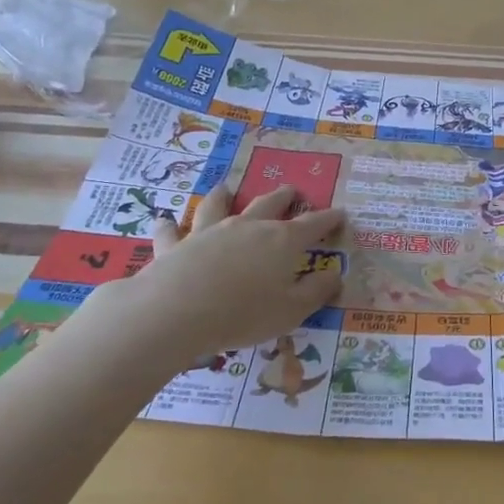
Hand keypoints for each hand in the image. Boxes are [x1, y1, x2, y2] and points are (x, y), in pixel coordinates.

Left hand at [97, 184, 347, 364]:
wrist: (177, 311)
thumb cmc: (243, 314)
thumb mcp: (291, 311)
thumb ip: (316, 291)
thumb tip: (335, 274)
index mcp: (281, 241)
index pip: (312, 225)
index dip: (328, 219)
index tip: (339, 213)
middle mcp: (246, 227)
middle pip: (268, 204)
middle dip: (283, 197)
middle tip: (291, 191)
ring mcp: (208, 231)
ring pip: (217, 206)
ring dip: (223, 196)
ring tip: (225, 189)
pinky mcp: (176, 245)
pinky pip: (171, 231)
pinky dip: (169, 225)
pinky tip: (164, 220)